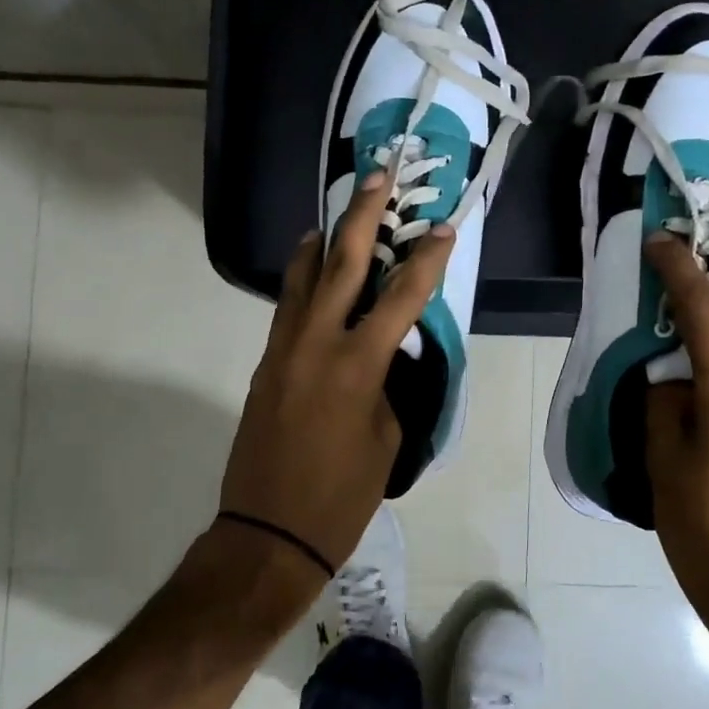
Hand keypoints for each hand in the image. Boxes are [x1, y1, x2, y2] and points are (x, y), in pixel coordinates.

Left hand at [220, 171, 454, 568]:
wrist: (269, 533)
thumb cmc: (342, 495)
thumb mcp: (387, 439)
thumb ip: (390, 385)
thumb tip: (388, 354)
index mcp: (358, 365)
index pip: (402, 297)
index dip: (426, 260)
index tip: (443, 229)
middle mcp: (317, 343)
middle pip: (341, 263)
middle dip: (363, 215)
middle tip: (377, 176)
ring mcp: (283, 350)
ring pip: (303, 278)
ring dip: (323, 241)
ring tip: (337, 216)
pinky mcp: (266, 364)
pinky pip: (289, 308)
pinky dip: (304, 281)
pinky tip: (314, 274)